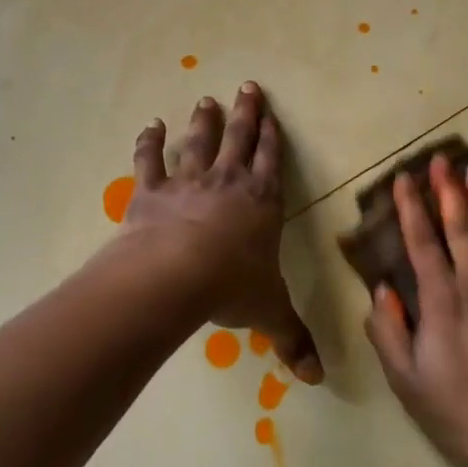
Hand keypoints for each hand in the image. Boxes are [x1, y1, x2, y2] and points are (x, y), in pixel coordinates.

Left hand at [125, 82, 322, 383]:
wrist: (174, 275)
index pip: (273, 163)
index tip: (272, 114)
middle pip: (240, 140)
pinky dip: (149, 142)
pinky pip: (150, 161)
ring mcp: (188, 183)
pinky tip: (151, 125)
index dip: (273, 138)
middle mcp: (228, 183)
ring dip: (204, 121)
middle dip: (246, 114)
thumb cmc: (231, 287)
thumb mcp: (270, 312)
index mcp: (262, 203)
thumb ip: (293, 339)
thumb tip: (318, 379)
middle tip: (247, 87)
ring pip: (199, 143)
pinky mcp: (151, 192)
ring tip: (207, 100)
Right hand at [363, 153, 467, 466]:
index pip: (422, 242)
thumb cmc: (457, 410)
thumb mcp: (405, 378)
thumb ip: (388, 330)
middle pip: (462, 228)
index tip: (402, 179)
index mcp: (442, 300)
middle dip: (448, 191)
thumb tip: (381, 291)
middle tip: (442, 160)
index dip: (410, 209)